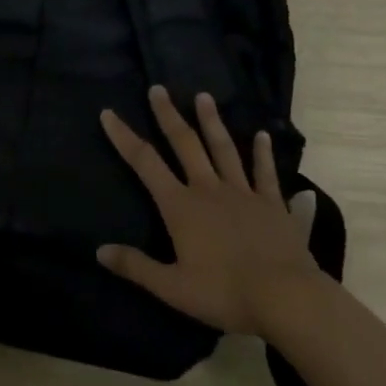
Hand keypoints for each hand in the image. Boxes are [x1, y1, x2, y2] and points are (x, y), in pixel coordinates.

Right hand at [97, 86, 324, 336]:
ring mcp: (243, 192)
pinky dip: (262, 152)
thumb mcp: (172, 287)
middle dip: (168, 115)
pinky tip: (261, 134)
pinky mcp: (272, 203)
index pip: (144, 163)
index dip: (124, 137)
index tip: (109, 113)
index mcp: (180, 207)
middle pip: (184, 144)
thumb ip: (135, 266)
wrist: (285, 297)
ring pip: (223, 148)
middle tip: (158, 89)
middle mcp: (208, 189)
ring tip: (203, 96)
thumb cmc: (224, 293)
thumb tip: (99, 251)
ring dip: (211, 121)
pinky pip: (265, 172)